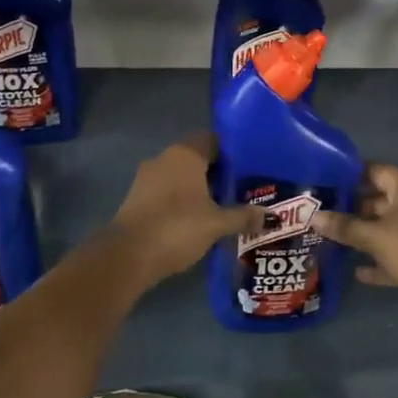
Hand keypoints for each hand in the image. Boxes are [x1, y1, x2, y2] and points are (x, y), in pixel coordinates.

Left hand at [104, 133, 261, 289]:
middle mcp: (164, 158)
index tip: (249, 169)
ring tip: (223, 207)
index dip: (232, 153)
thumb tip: (270, 216)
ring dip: (199, 189)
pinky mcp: (137, 198)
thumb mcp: (216, 224)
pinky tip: (198, 220)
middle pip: (198, 159)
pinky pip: (167, 192)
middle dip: (218, 173)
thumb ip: (243, 216)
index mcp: (185, 154)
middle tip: (241, 190)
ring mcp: (147, 178)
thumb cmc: (177, 228)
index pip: (213, 140)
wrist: (127, 257)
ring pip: (181, 177)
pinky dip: (183, 201)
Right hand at [316, 164, 397, 323]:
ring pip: (388, 227)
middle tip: (326, 213)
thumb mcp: (374, 237)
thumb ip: (344, 227)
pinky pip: (397, 252)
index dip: (352, 175)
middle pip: (381, 200)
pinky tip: (359, 271)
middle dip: (355, 208)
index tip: (328, 181)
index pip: (376, 171)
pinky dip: (380, 260)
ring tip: (335, 239)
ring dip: (366, 235)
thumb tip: (313, 217)